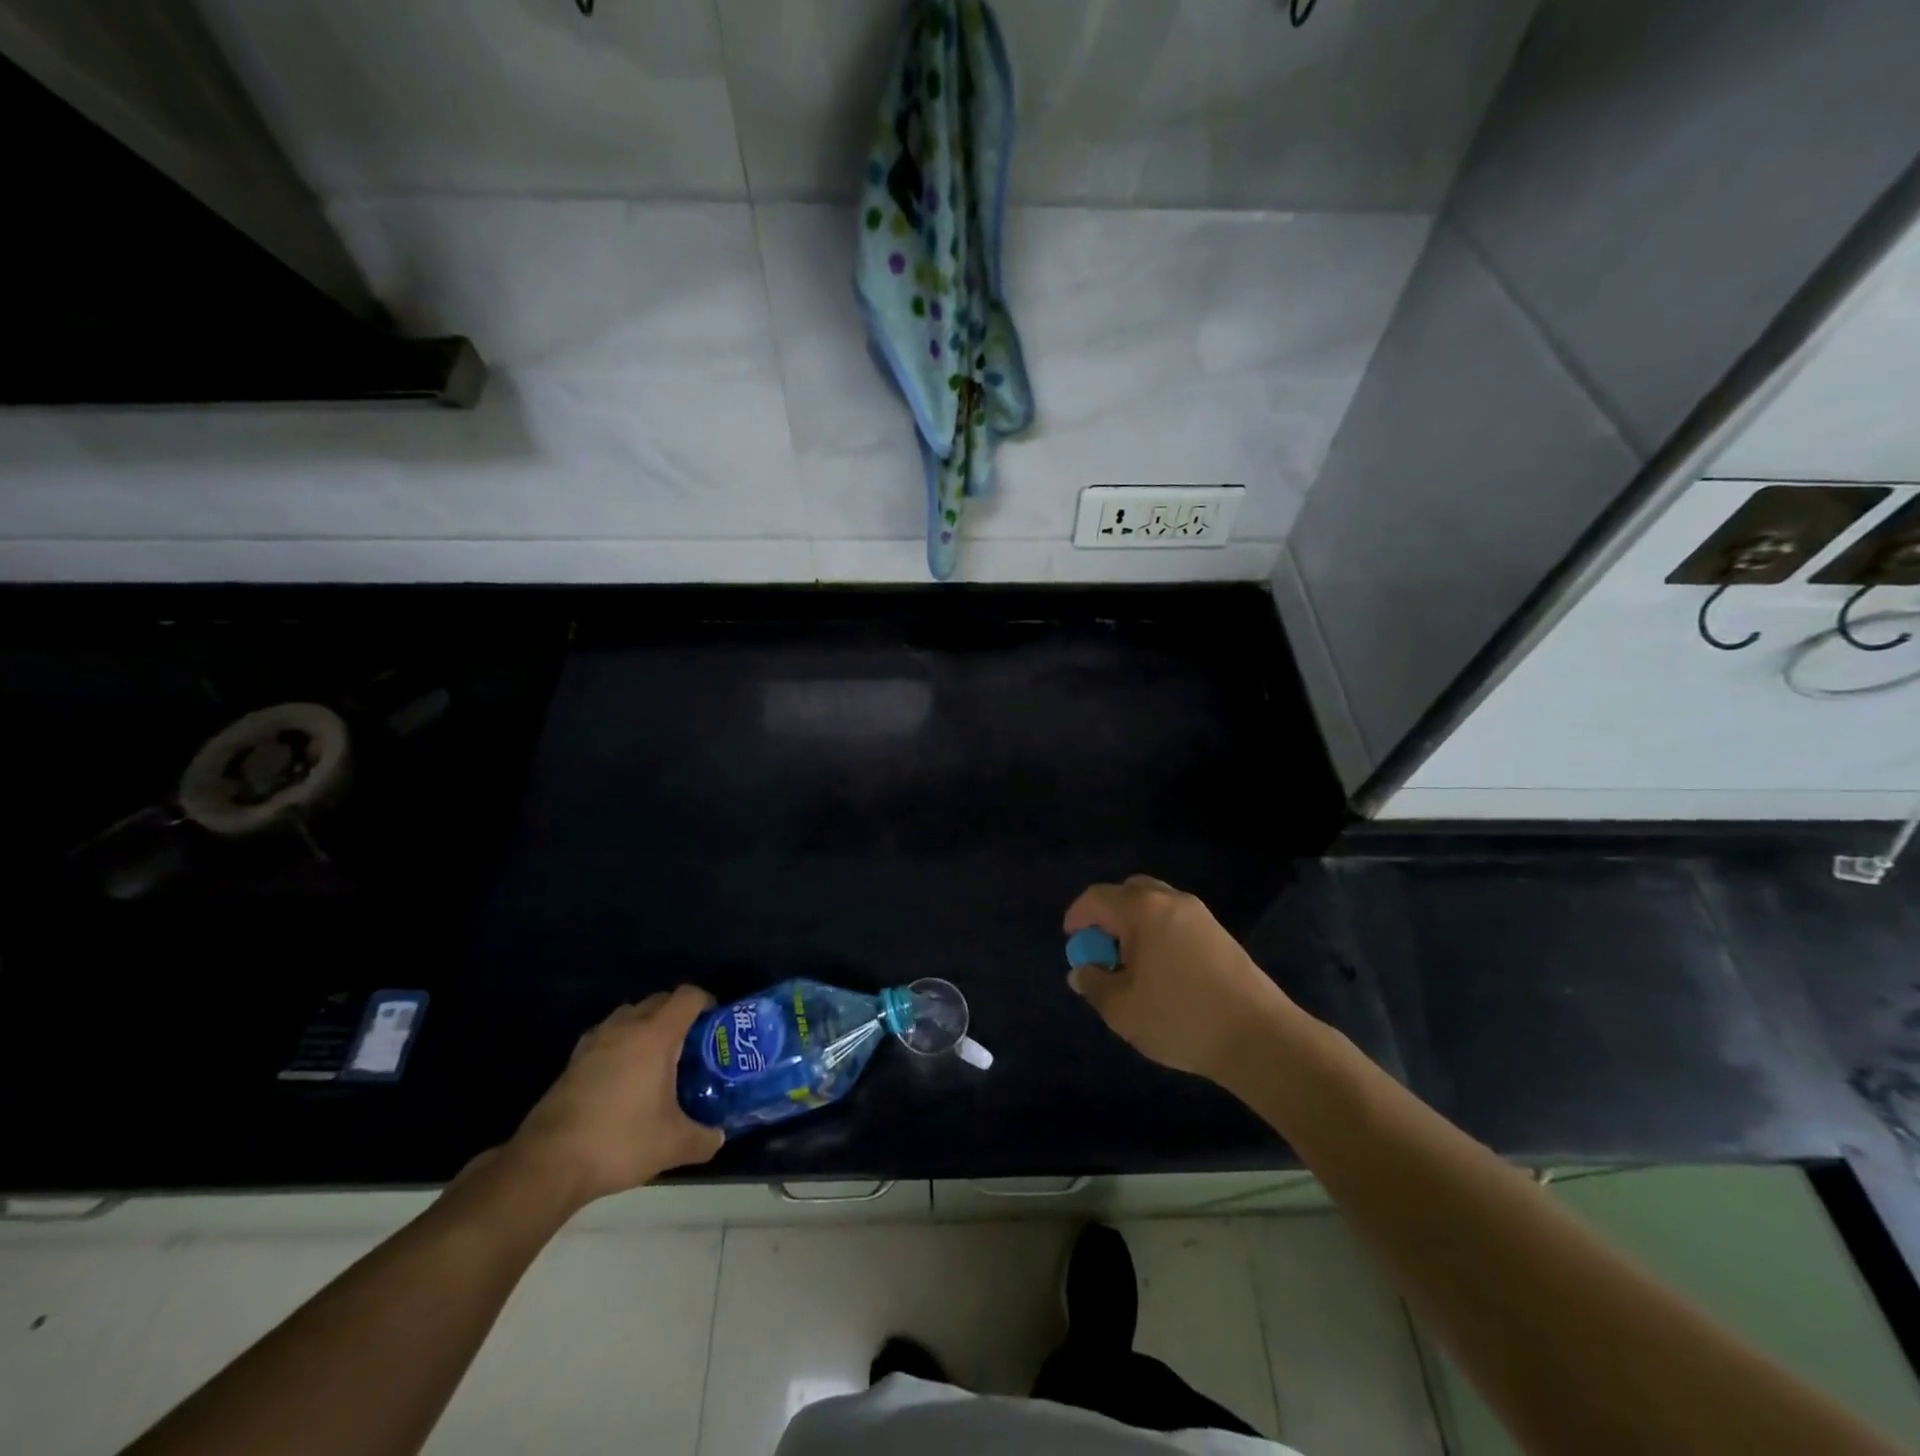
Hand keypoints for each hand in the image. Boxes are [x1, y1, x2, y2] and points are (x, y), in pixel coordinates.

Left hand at [506, 987, 724, 1207]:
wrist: (547, 1165)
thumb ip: (704, 1138)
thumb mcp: (673, 1145)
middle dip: (678, 1014)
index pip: (688, 997)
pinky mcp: (573, 1062)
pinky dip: (620, 1044)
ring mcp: (594, 1042)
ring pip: (628, 1015)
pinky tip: (623, 1078)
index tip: (716, 1024)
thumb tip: (719, 1137)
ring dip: (646, 1026)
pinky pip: (605, 1036)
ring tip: (657, 1059)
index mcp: (655, 1035)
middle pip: (659, 1000)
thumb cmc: (619, 1141)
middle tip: (692, 1044)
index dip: (707, 1002)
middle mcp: (625, 1028)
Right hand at [1064, 876, 1294, 1083]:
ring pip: (1155, 905)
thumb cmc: (1180, 1018)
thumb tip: (1081, 970)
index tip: (1073, 943)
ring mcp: (1200, 915)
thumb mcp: (1122, 1009)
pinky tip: (1162, 973)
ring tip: (1132, 966)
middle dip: (1108, 916)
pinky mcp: (1220, 933)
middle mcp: (1171, 900)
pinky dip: (1158, 934)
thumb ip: (1093, 984)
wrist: (1259, 1037)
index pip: (1097, 898)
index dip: (1077, 917)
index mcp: (1142, 910)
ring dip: (1135, 925)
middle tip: (1102, 951)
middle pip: (1128, 892)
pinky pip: (1176, 920)